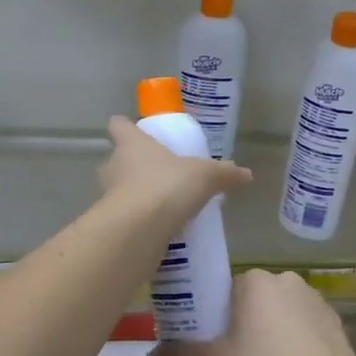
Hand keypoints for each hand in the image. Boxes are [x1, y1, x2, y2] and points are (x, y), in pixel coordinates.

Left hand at [98, 116, 250, 228]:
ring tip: (161, 205)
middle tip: (157, 174)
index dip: (126, 127)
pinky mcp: (111, 223)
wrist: (138, 230)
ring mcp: (107, 196)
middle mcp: (114, 165)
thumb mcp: (206, 176)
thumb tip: (247, 174)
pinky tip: (159, 230)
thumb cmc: (167, 186)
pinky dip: (138, 222)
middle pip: (116, 159)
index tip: (135, 132)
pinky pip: (125, 218)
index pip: (119, 125)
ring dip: (135, 195)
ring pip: (118, 189)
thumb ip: (225, 174)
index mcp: (132, 144)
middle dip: (132, 166)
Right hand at [149, 270, 355, 355]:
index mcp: (254, 280)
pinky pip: (303, 330)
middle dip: (239, 328)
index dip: (211, 318)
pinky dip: (293, 346)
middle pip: (250, 303)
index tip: (207, 345)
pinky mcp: (335, 322)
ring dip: (268, 336)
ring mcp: (314, 300)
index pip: (222, 291)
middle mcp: (285, 280)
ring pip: (278, 316)